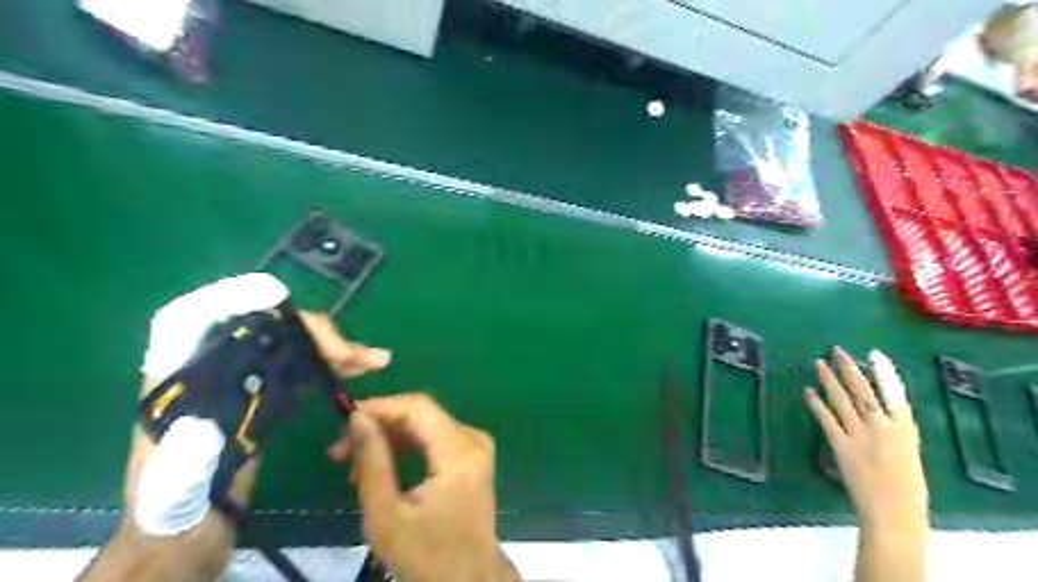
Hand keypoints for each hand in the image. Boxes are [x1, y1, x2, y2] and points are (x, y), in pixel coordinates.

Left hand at [80, 276, 389, 578]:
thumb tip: (218, 412)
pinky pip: (304, 367)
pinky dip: (332, 364)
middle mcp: (213, 368)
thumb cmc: (174, 511)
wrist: (189, 537)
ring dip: (334, 347)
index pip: (202, 316)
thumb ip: (190, 454)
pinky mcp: (267, 397)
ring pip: (293, 344)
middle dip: (315, 332)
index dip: (245, 300)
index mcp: (179, 378)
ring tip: (376, 359)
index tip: (292, 315)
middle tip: (355, 355)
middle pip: (266, 327)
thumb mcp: (176, 488)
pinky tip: (357, 371)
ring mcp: (244, 380)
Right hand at [332, 391, 518, 581]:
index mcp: (459, 452)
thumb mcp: (387, 515)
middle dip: (379, 426)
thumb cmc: (426, 555)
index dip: (380, 407)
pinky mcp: (472, 455)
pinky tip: (381, 467)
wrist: (468, 580)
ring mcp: (476, 446)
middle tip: (341, 452)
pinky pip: (434, 437)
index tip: (344, 422)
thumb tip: (357, 418)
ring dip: (389, 438)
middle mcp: (473, 439)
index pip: (418, 407)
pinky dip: (406, 447)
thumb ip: (373, 462)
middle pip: (421, 413)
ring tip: (355, 468)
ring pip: (425, 424)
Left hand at [805, 348, 927, 578]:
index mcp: (906, 430)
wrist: (894, 516)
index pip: (895, 394)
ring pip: (842, 400)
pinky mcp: (841, 446)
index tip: (873, 354)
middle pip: (863, 390)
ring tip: (818, 363)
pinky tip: (807, 391)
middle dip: (849, 368)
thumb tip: (879, 413)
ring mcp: (861, 436)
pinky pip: (826, 419)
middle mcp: (883, 428)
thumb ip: (894, 432)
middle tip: (835, 350)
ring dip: (829, 379)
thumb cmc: (906, 491)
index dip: (884, 373)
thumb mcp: (909, 455)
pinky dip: (816, 403)